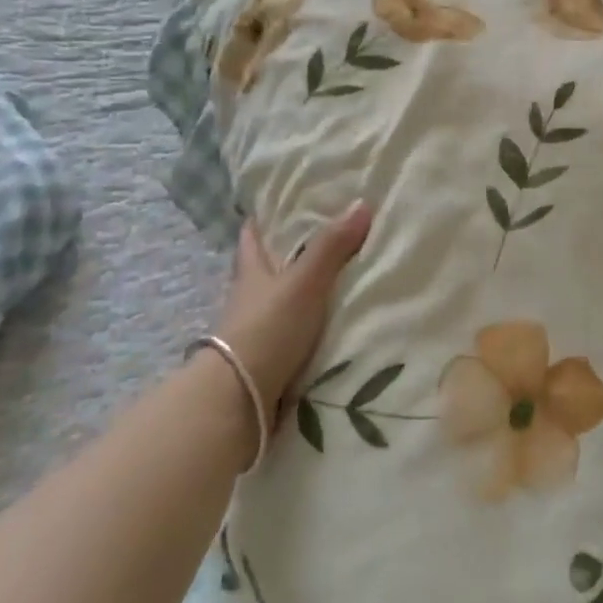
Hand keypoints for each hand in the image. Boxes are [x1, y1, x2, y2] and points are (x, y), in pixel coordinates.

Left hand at [218, 201, 372, 414]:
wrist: (240, 400)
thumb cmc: (268, 328)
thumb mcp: (304, 282)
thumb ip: (332, 246)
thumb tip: (362, 202)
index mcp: (252, 272)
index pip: (252, 237)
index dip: (262, 219)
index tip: (278, 202)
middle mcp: (250, 298)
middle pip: (266, 268)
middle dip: (288, 254)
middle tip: (322, 237)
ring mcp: (257, 332)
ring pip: (280, 302)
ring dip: (300, 293)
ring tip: (338, 280)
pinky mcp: (268, 361)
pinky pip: (292, 333)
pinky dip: (308, 326)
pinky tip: (332, 323)